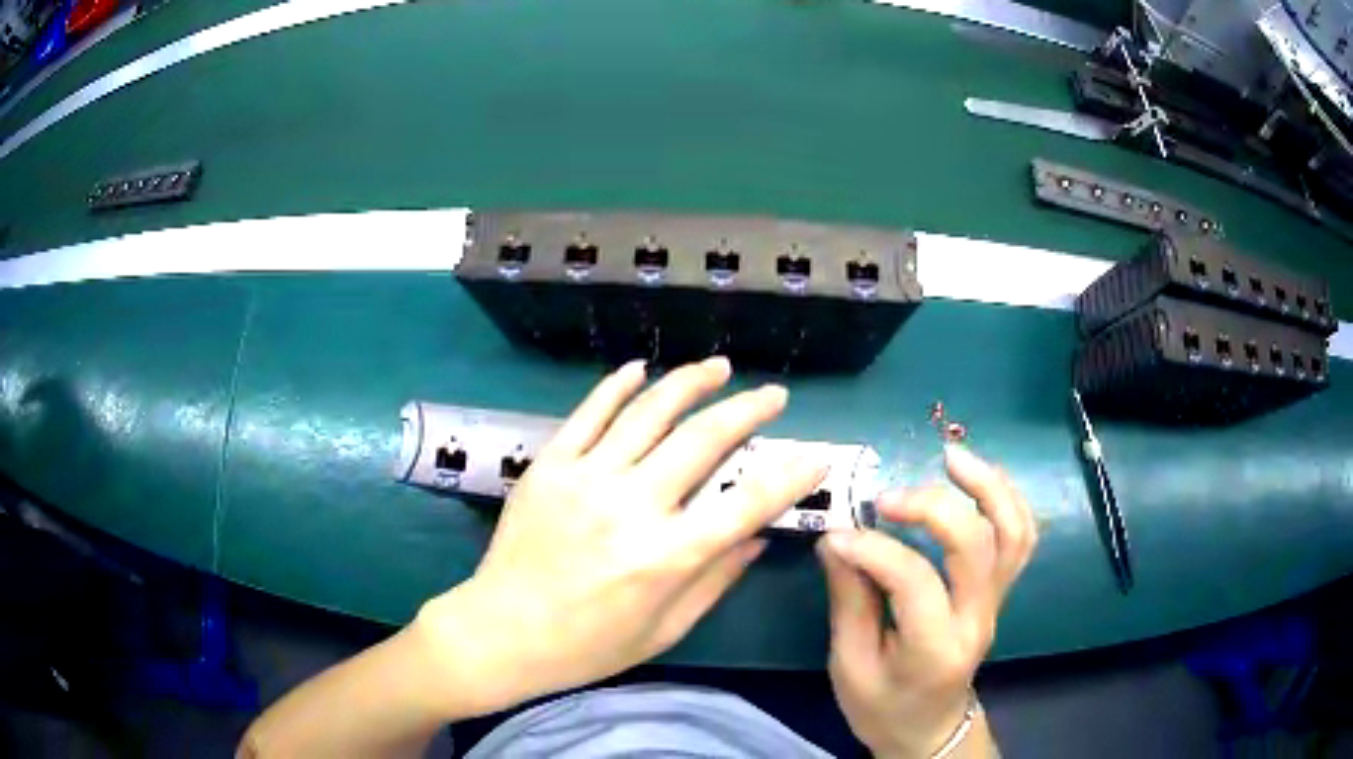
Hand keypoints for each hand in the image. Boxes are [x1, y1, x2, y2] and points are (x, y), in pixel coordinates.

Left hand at [415, 357, 823, 713]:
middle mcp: (632, 507)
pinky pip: (589, 414)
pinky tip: (640, 368)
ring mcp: (586, 478)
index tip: (816, 455)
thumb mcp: (665, 629)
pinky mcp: (550, 466)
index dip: (790, 476)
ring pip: (649, 413)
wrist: (502, 631)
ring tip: (719, 367)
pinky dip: (617, 386)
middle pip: (703, 441)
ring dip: (690, 383)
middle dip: (748, 410)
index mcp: (667, 557)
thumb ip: (716, 579)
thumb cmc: (589, 645)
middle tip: (774, 394)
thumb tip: (758, 537)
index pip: (747, 504)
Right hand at [818, 444, 1036, 757]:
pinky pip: (1019, 537)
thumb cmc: (883, 707)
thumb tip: (837, 537)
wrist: (930, 728)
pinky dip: (1006, 499)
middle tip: (886, 497)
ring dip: (987, 486)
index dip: (874, 549)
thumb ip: (848, 600)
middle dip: (932, 508)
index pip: (915, 582)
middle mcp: (977, 620)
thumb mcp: (849, 666)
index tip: (837, 534)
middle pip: (977, 545)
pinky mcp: (999, 592)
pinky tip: (978, 478)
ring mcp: (996, 603)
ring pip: (1012, 532)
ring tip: (951, 455)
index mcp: (934, 650)